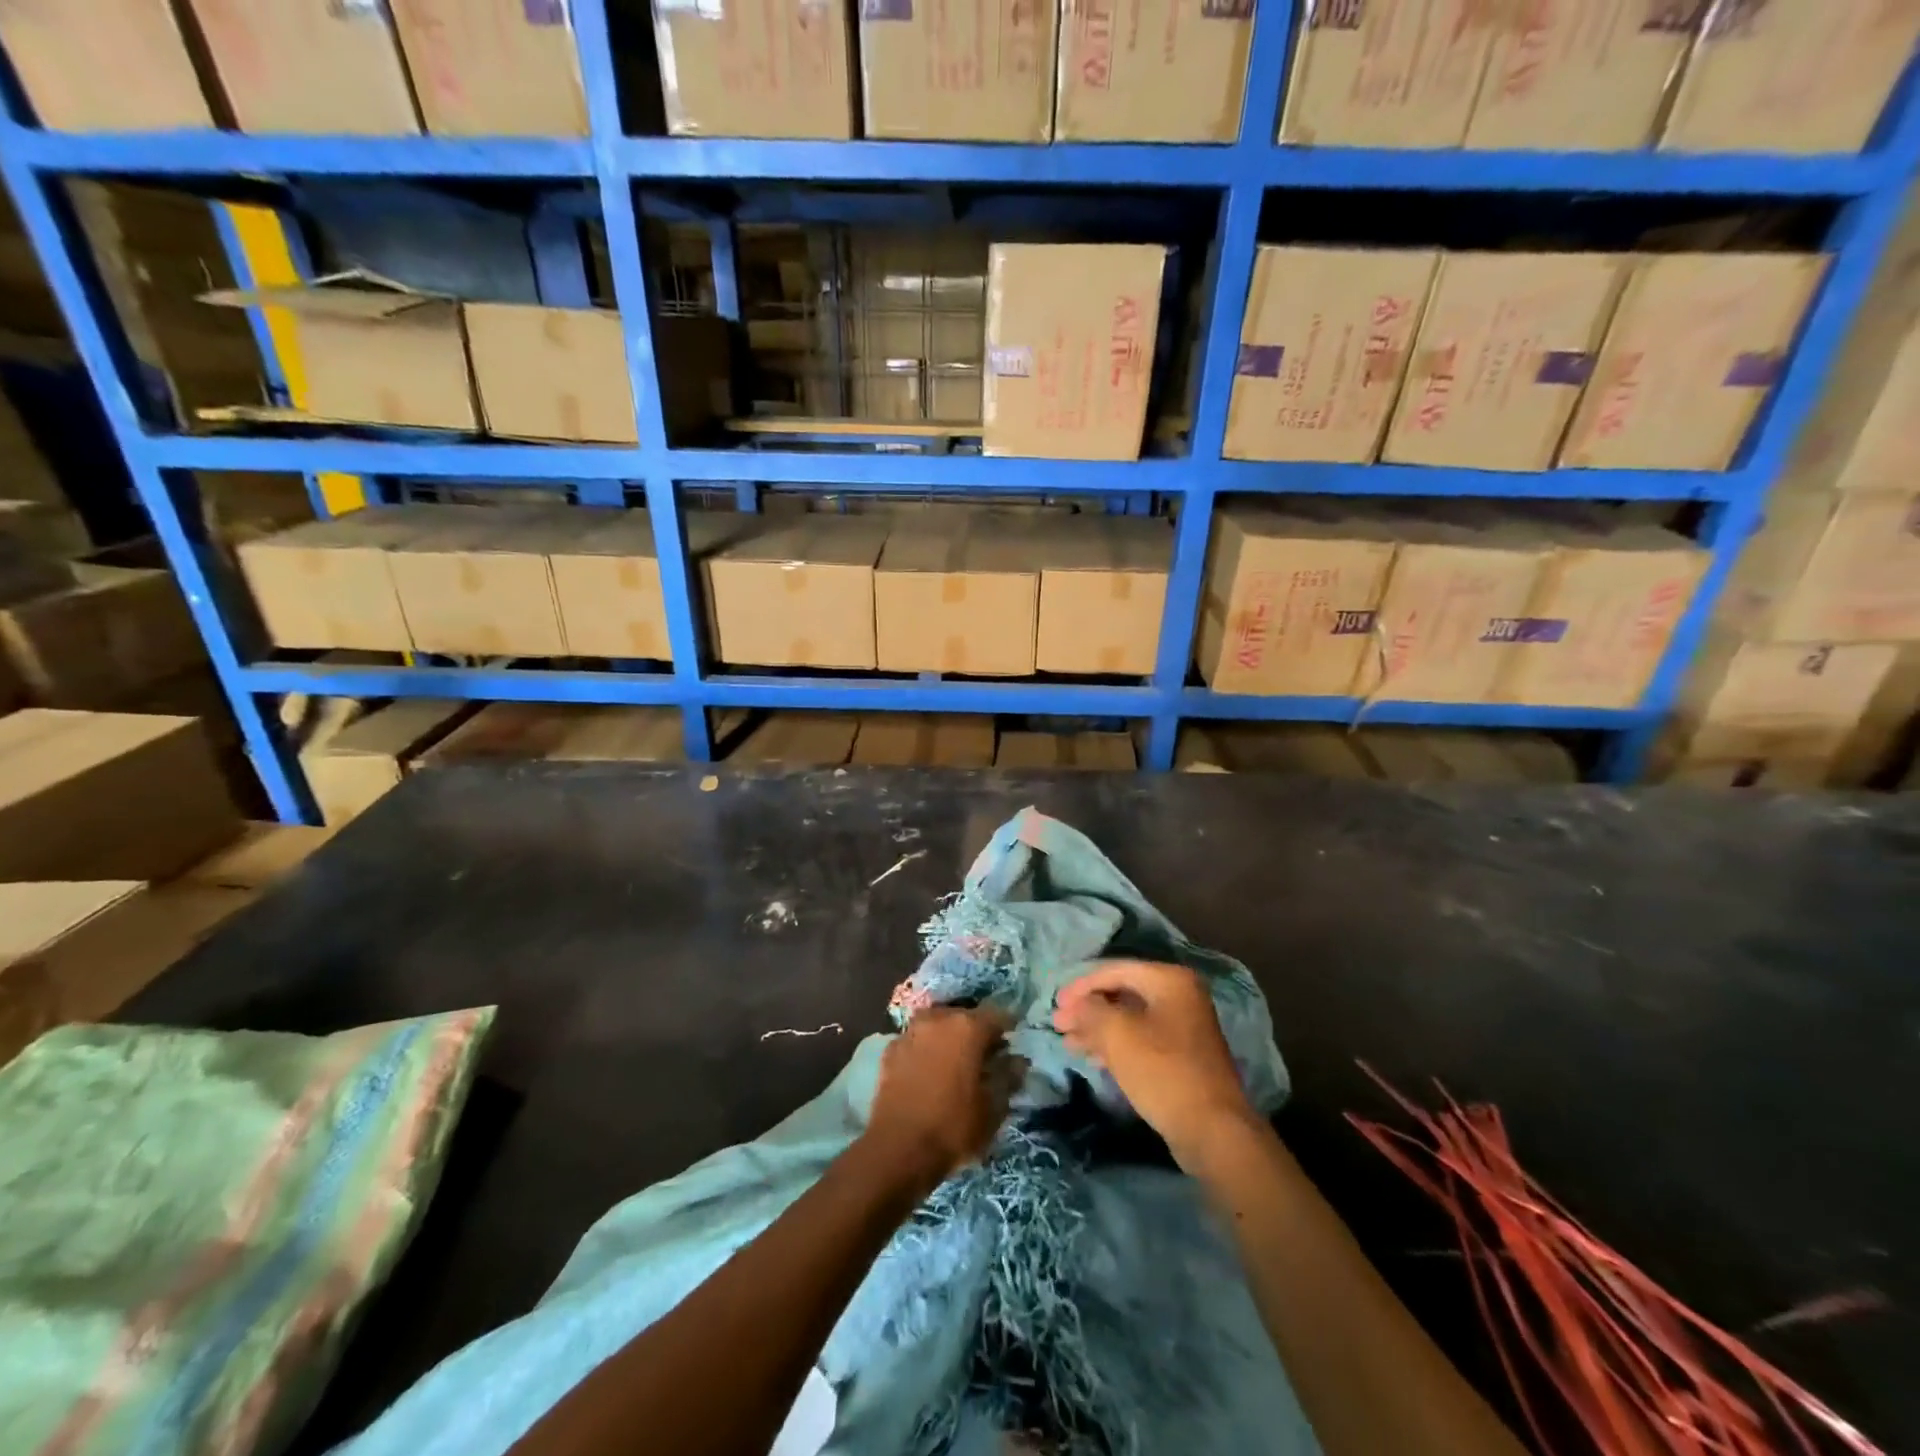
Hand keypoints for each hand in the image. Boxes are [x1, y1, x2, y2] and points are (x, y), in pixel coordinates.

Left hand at [864, 1007, 1016, 1189]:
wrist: (897, 1148)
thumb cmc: (953, 1127)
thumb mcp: (993, 1108)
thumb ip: (1008, 1077)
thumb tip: (1017, 1061)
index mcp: (968, 1027)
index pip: (998, 1016)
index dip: (1007, 1031)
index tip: (1011, 1048)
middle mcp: (938, 1018)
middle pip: (965, 1016)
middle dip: (977, 1033)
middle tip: (984, 1058)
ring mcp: (910, 1031)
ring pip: (938, 1025)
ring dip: (949, 1038)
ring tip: (955, 1064)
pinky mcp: (890, 1049)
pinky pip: (917, 1041)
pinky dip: (926, 1050)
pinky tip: (929, 1072)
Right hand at [1054, 960, 1256, 1164]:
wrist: (1212, 1130)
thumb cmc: (1162, 1071)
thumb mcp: (1117, 1034)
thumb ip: (1090, 1011)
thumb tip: (1076, 1005)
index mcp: (1170, 980)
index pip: (1115, 970)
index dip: (1081, 986)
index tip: (1056, 1005)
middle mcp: (1181, 995)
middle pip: (1123, 993)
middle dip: (1089, 1009)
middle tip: (1059, 1025)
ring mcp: (1185, 1027)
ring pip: (1131, 1019)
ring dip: (1098, 1029)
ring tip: (1069, 1043)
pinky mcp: (1183, 1056)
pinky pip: (1142, 1040)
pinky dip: (1116, 1045)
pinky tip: (1093, 1058)